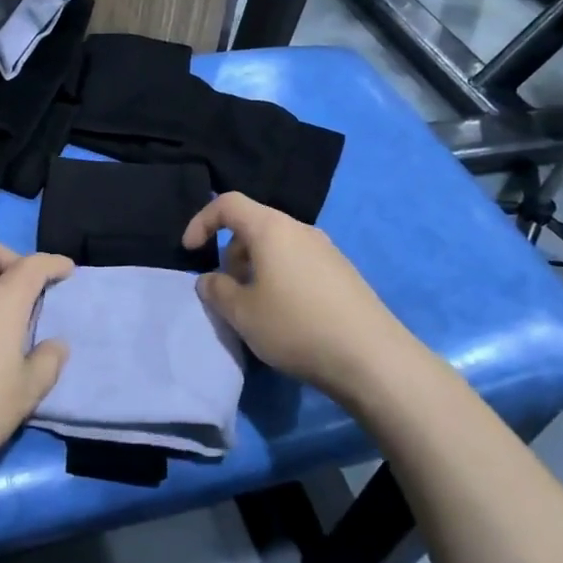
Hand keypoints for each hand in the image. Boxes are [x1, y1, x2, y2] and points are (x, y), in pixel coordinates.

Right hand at [184, 192, 415, 405]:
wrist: (372, 358)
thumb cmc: (296, 326)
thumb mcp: (242, 313)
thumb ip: (216, 290)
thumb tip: (210, 279)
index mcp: (271, 229)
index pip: (228, 204)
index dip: (202, 222)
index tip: (190, 251)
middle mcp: (300, 230)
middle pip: (254, 227)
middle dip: (231, 254)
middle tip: (228, 293)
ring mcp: (327, 251)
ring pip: (277, 248)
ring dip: (256, 270)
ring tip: (256, 310)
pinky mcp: (343, 274)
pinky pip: (299, 264)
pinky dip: (280, 279)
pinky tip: (288, 318)